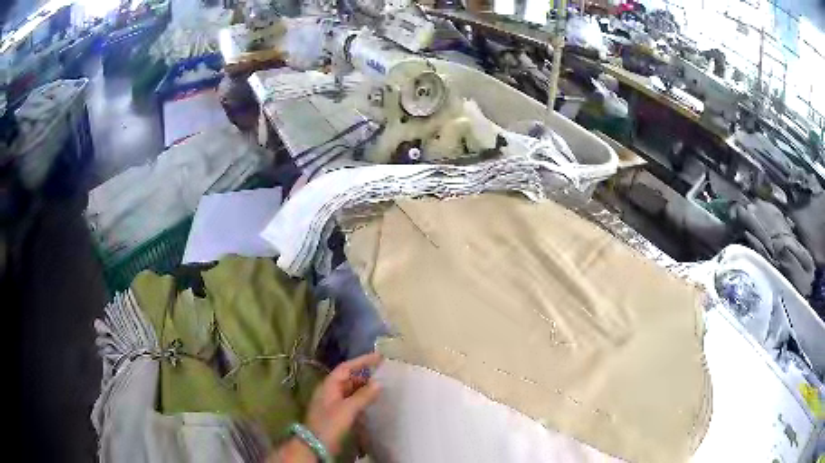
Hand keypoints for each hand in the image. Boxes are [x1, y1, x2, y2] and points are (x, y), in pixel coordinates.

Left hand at [306, 352, 381, 454]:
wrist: (315, 444)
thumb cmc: (330, 423)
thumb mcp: (348, 409)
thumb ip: (363, 395)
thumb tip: (379, 383)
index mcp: (329, 385)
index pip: (346, 368)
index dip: (362, 361)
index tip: (378, 357)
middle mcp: (330, 391)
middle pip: (348, 378)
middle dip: (365, 375)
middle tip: (383, 375)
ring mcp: (332, 403)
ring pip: (350, 390)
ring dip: (364, 388)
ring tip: (381, 388)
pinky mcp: (336, 414)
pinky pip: (351, 401)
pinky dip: (361, 400)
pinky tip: (372, 403)